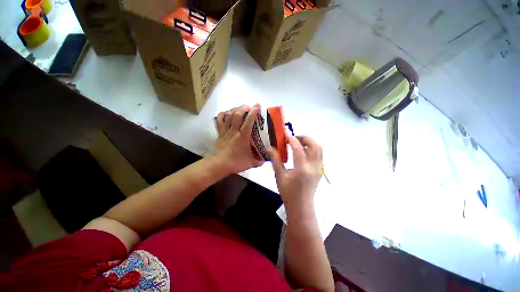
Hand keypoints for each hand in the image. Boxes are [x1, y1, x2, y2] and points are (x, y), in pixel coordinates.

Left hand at [214, 104, 263, 173]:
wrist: (219, 165)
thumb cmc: (235, 162)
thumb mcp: (251, 163)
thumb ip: (260, 161)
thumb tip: (266, 160)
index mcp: (243, 136)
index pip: (248, 121)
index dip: (253, 112)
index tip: (258, 106)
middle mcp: (234, 131)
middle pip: (237, 114)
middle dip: (244, 107)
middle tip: (250, 106)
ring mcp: (225, 131)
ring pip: (229, 115)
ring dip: (235, 109)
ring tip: (240, 108)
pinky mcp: (219, 133)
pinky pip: (219, 120)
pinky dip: (223, 114)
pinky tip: (227, 113)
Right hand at [269, 135, 322, 210]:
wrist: (301, 206)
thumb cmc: (288, 193)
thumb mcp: (279, 176)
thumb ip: (275, 160)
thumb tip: (269, 148)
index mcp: (302, 169)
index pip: (298, 149)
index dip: (292, 139)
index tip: (286, 134)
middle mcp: (313, 167)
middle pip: (315, 145)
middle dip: (305, 138)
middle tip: (294, 138)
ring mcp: (319, 168)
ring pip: (319, 149)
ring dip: (309, 142)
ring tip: (298, 143)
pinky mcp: (320, 170)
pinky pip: (319, 154)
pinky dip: (312, 148)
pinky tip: (303, 151)